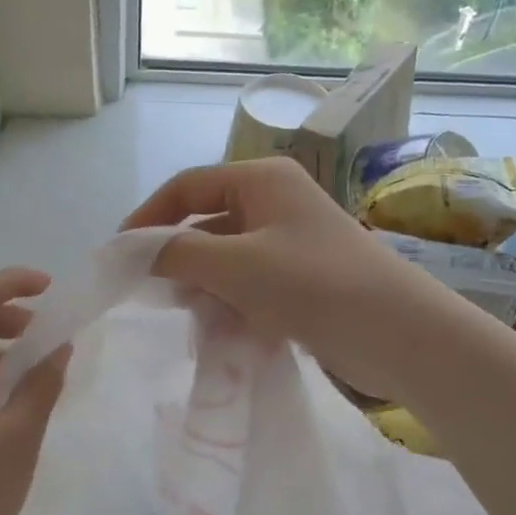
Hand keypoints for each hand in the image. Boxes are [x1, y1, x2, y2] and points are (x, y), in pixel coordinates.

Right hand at [120, 158, 444, 399]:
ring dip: (207, 289)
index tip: (118, 254)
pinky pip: (251, 285)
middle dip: (181, 260)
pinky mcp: (302, 279)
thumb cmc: (312, 283)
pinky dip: (234, 305)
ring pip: (227, 260)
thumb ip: (179, 253)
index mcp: (261, 180)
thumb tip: (138, 252)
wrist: (396, 333)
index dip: (148, 217)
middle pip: (207, 223)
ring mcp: (291, 242)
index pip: (187, 186)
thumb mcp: (235, 264)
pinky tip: (231, 334)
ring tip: (201, 322)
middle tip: (159, 296)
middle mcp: (276, 202)